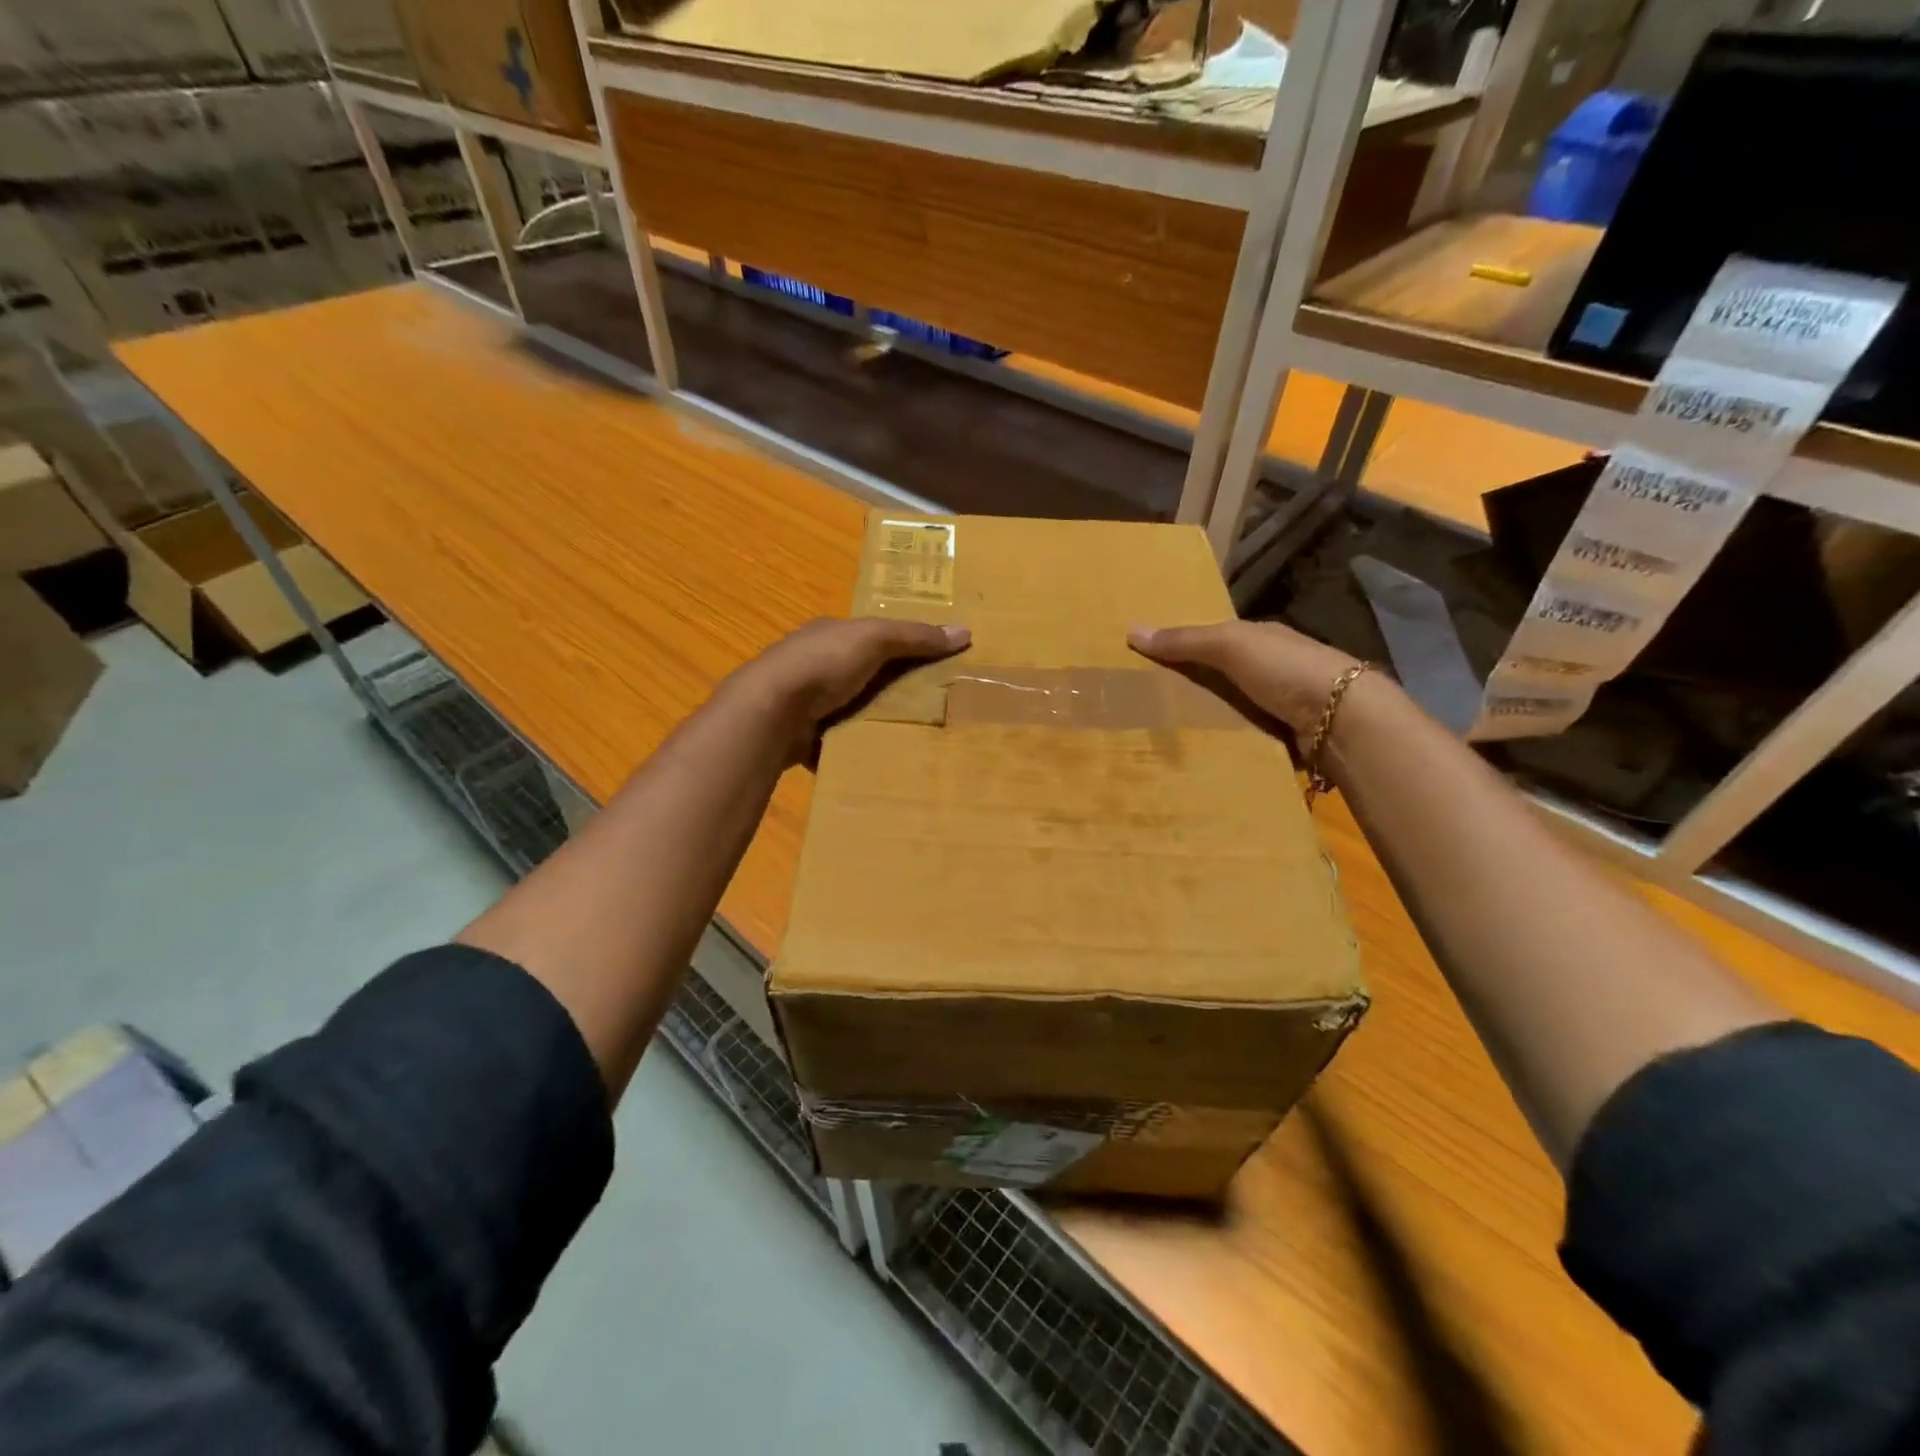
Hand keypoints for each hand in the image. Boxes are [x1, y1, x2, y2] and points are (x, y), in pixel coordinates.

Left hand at [726, 617, 969, 761]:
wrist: (772, 710)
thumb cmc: (823, 663)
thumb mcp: (875, 639)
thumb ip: (916, 636)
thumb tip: (965, 631)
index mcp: (829, 635)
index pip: (871, 637)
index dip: (902, 647)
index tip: (933, 666)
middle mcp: (815, 665)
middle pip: (864, 675)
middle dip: (892, 689)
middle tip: (932, 707)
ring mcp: (806, 701)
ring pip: (851, 709)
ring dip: (874, 720)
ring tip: (912, 736)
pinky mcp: (803, 735)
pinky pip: (838, 740)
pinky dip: (854, 747)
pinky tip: (879, 758)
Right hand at [1128, 620, 1367, 739]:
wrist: (1342, 718)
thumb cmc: (1285, 668)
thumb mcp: (1229, 645)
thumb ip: (1184, 641)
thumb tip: (1131, 630)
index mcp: (1263, 639)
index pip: (1218, 640)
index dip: (1186, 649)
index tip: (1151, 665)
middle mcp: (1274, 669)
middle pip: (1224, 677)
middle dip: (1194, 688)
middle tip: (1149, 706)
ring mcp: (1283, 704)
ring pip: (1234, 710)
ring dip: (1210, 721)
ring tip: (1167, 737)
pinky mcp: (1286, 737)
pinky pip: (1246, 738)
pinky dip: (1228, 744)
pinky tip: (1201, 755)